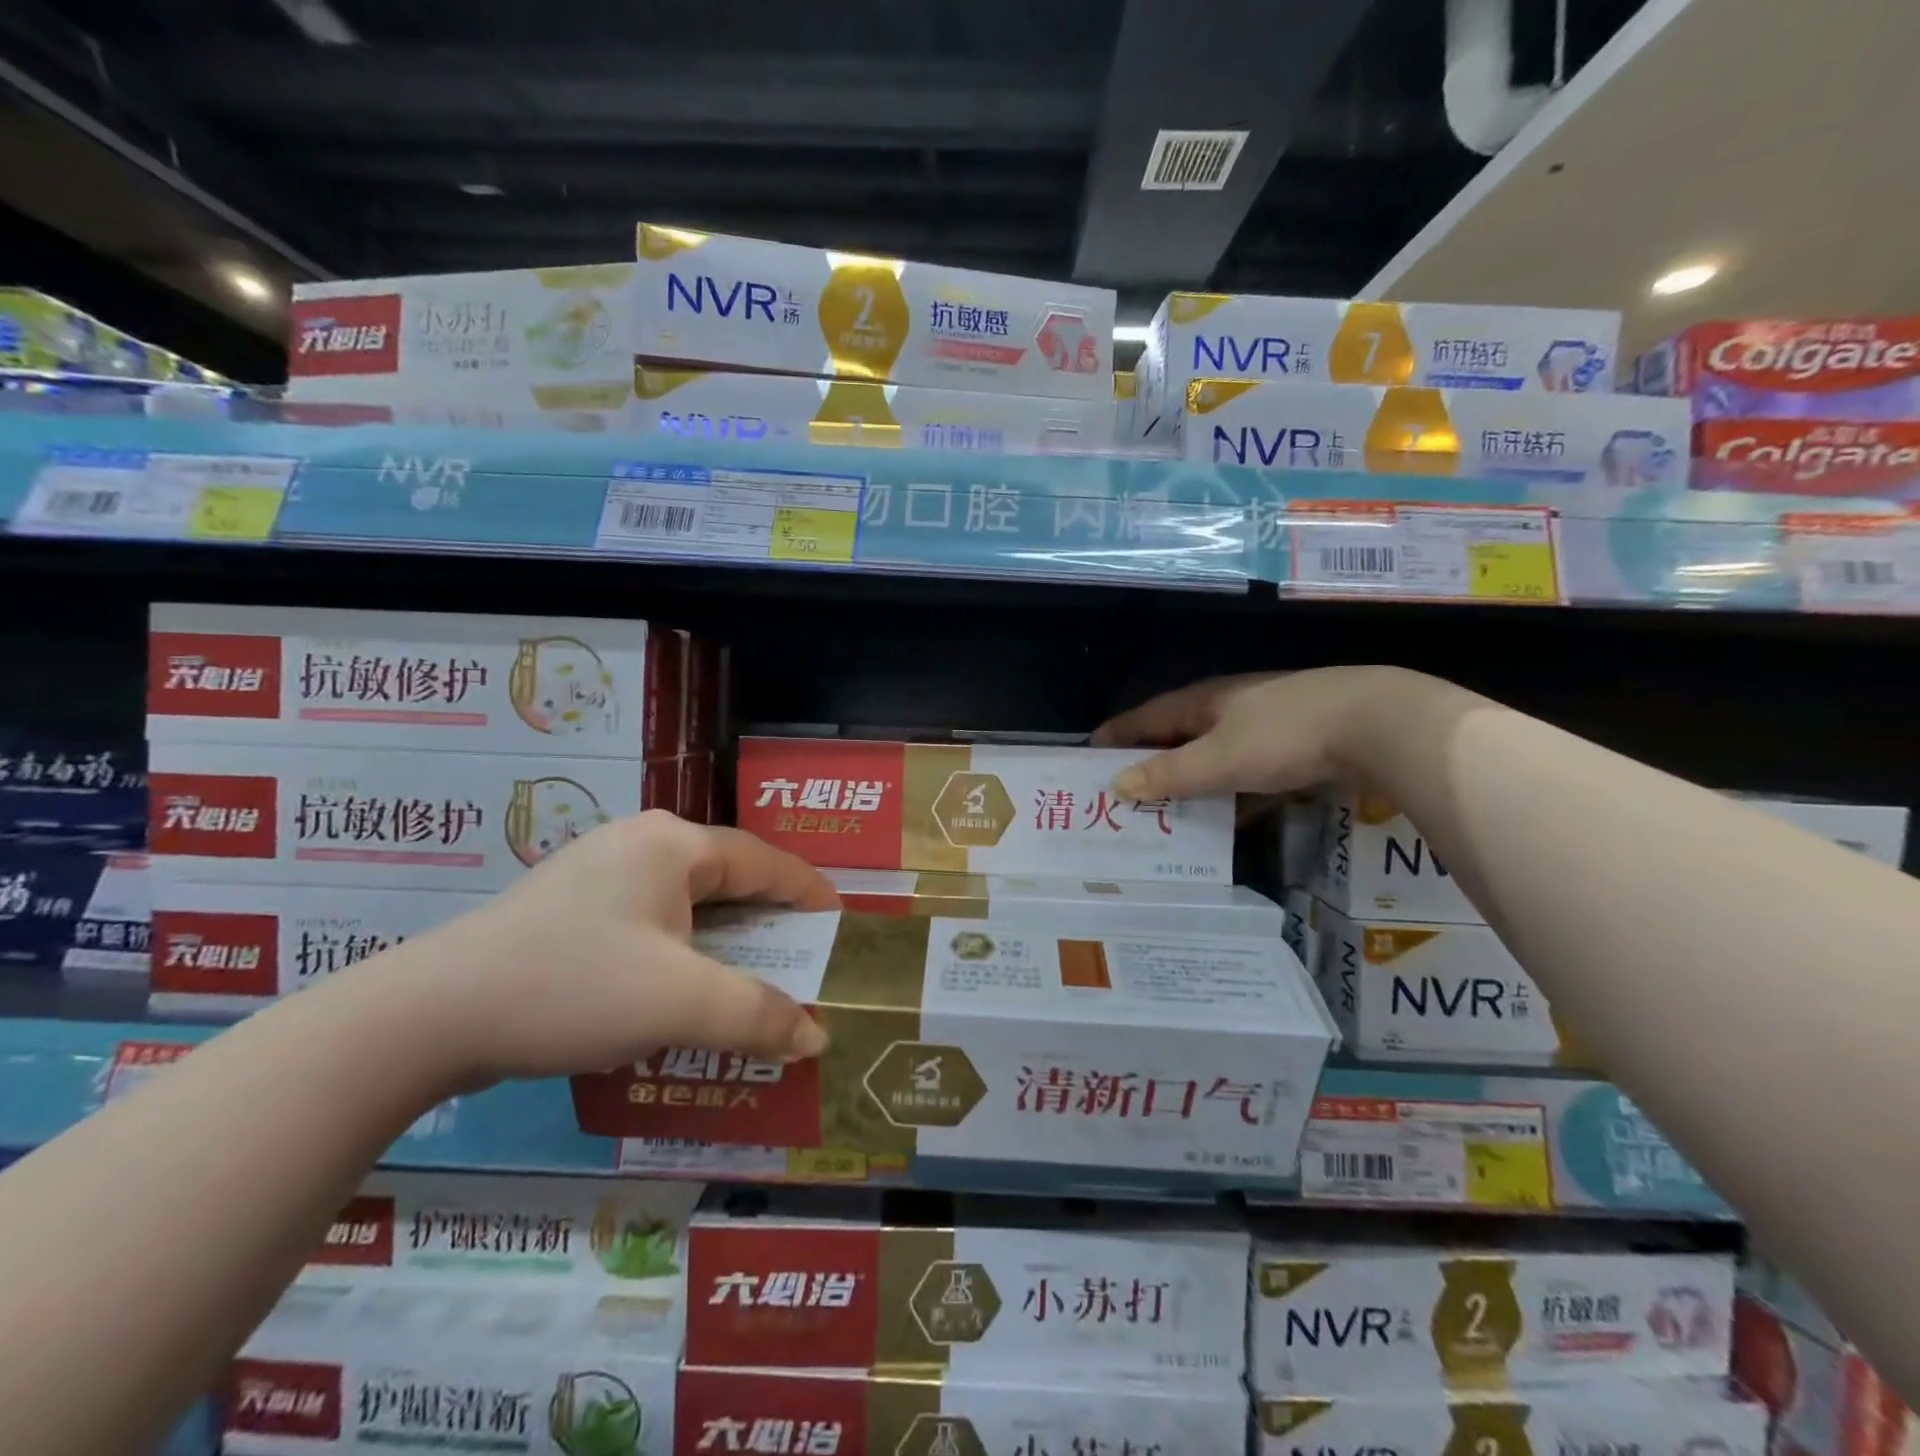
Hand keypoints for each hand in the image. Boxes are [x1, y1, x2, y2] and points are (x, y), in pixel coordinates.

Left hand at [395, 812, 839, 1086]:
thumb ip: (759, 1016)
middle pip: (726, 879)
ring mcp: (599, 871)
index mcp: (674, 845)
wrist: (429, 1015)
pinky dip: (679, 952)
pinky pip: (648, 921)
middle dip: (767, 923)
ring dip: (721, 942)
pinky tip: (677, 989)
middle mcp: (641, 843)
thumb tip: (815, 1036)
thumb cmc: (574, 987)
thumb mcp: (681, 1003)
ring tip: (747, 981)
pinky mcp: (569, 906)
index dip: (809, 893)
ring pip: (685, 903)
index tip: (840, 924)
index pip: (765, 861)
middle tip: (799, 960)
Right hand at [1095, 667, 1399, 798]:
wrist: (1377, 725)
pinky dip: (1233, 797)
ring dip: (1191, 785)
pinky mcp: (1295, 750)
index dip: (1117, 735)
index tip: (1089, 754)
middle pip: (1178, 738)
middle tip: (1122, 794)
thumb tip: (1118, 784)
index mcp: (1204, 702)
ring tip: (1166, 815)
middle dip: (1151, 764)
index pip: (1146, 717)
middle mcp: (1229, 709)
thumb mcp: (1219, 759)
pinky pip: (1249, 777)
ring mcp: (1265, 728)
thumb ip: (1169, 775)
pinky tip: (1229, 823)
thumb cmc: (1284, 735)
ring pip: (1214, 759)